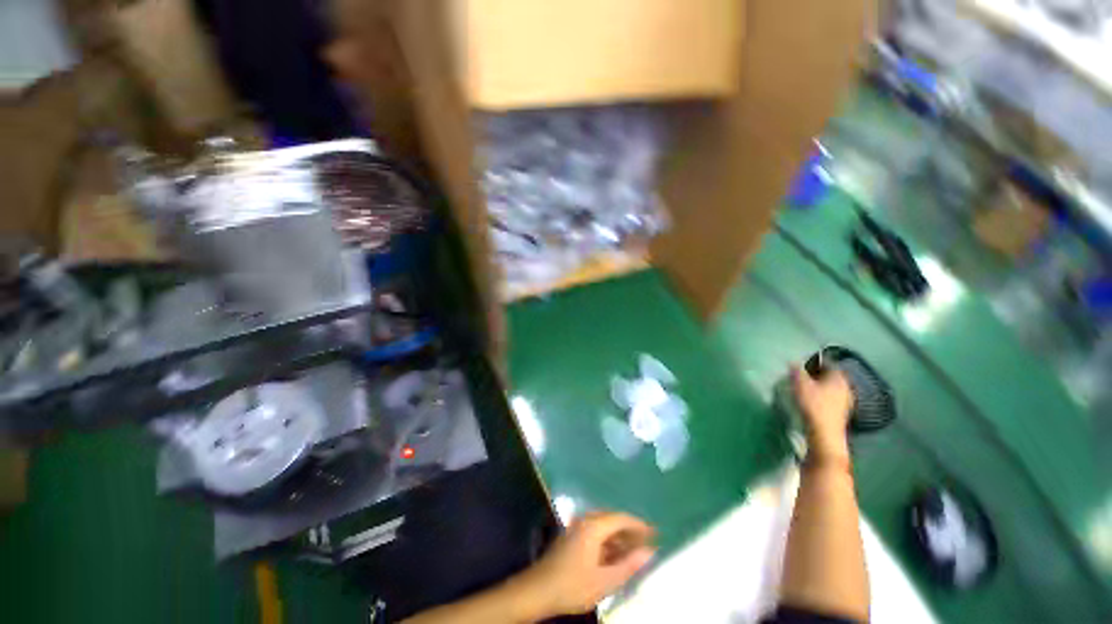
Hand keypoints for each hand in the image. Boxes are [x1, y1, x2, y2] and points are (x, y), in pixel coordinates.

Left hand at [517, 511, 655, 618]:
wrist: (538, 590)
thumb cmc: (573, 586)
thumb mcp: (605, 581)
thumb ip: (629, 565)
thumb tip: (650, 552)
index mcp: (593, 526)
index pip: (621, 518)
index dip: (639, 525)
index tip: (655, 533)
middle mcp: (585, 520)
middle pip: (612, 519)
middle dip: (630, 530)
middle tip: (646, 542)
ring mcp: (576, 527)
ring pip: (603, 525)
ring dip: (619, 536)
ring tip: (634, 550)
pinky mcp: (571, 536)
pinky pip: (594, 531)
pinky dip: (607, 540)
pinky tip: (614, 555)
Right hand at [791, 366, 853, 462]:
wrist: (824, 434)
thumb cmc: (813, 405)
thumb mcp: (800, 384)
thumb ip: (797, 371)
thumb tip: (794, 362)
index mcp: (838, 377)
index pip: (828, 363)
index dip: (816, 360)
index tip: (804, 361)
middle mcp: (845, 387)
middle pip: (830, 376)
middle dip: (817, 373)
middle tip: (802, 373)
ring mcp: (845, 401)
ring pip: (831, 387)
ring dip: (819, 385)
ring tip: (804, 386)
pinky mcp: (840, 412)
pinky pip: (830, 397)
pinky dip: (821, 395)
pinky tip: (811, 399)